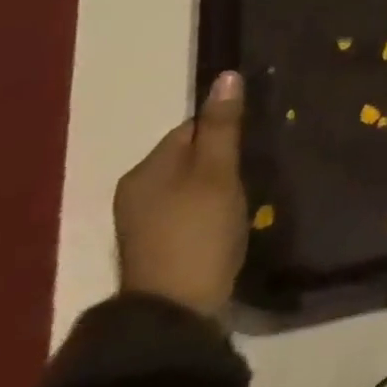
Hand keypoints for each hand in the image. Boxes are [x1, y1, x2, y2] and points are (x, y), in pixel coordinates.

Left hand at [114, 70, 248, 317]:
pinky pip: (186, 210)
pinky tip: (225, 223)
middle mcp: (135, 190)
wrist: (175, 311)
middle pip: (188, 156)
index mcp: (146, 169)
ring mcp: (141, 222)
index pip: (191, 129)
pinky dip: (207, 210)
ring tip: (242, 199)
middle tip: (251, 174)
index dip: (224, 134)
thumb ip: (223, 126)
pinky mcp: (155, 246)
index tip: (251, 148)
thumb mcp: (218, 172)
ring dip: (215, 186)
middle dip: (220, 160)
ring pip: (188, 185)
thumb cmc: (199, 231)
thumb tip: (227, 75)